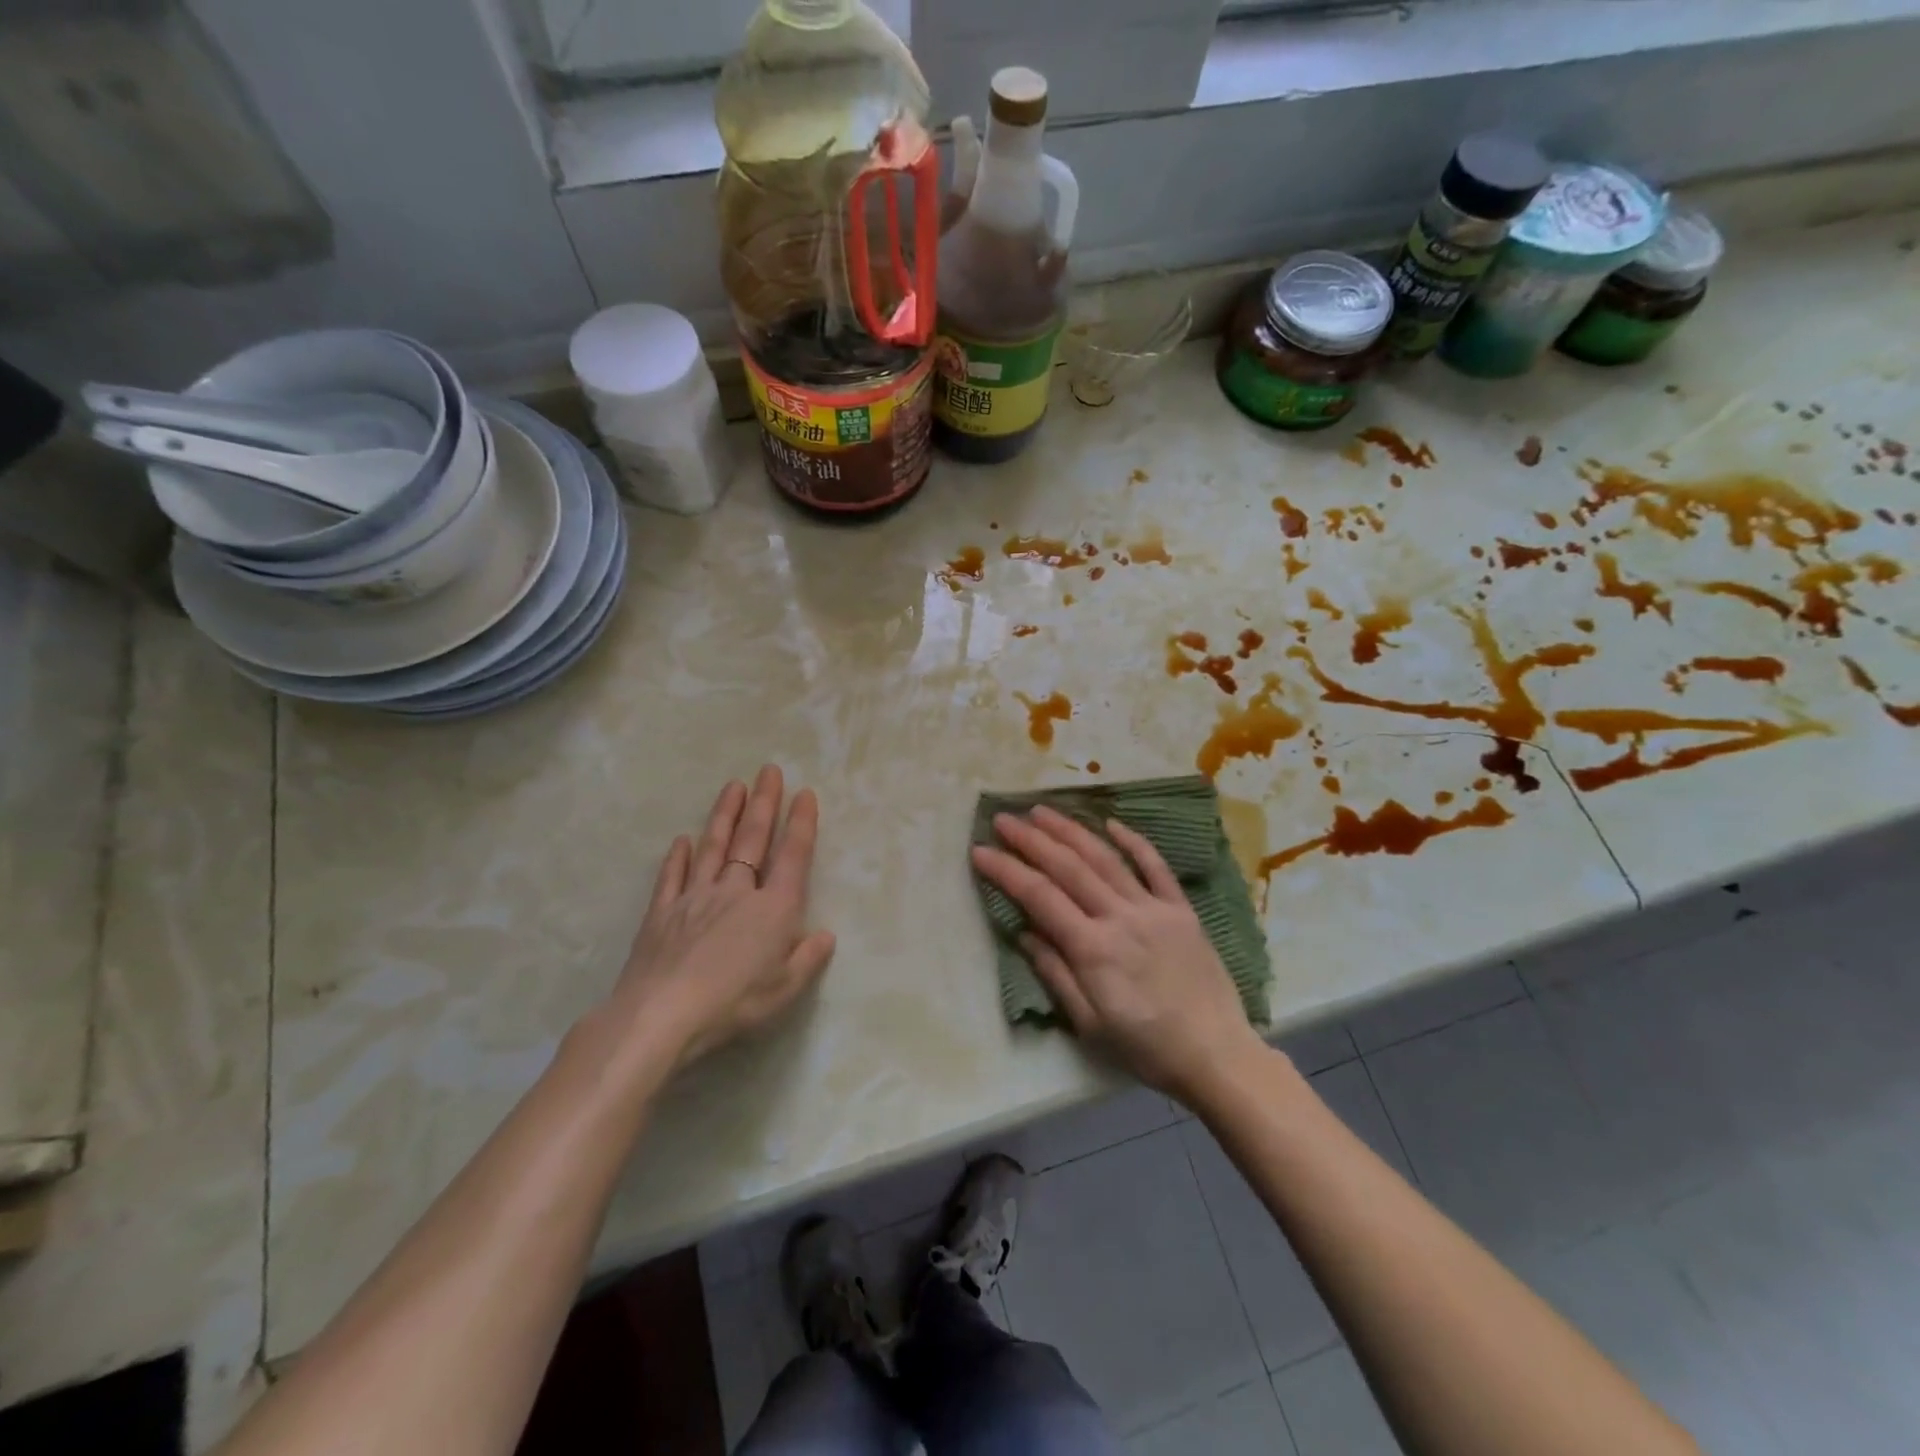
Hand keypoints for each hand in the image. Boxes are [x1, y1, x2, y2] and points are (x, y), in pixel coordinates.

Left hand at [611, 766, 835, 1072]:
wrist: (662, 1014)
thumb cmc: (734, 1002)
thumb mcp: (785, 989)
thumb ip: (808, 958)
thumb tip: (825, 935)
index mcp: (773, 909)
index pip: (792, 856)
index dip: (801, 824)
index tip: (804, 794)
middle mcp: (736, 892)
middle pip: (753, 840)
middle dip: (764, 803)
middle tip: (769, 771)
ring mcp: (695, 898)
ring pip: (714, 847)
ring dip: (725, 815)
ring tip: (733, 785)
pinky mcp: (662, 913)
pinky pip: (672, 877)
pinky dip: (678, 857)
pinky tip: (682, 840)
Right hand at [971, 806, 1263, 1101]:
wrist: (1217, 1055)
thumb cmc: (1147, 1049)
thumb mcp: (1090, 1024)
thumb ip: (1056, 974)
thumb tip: (1024, 933)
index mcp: (1093, 949)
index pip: (1040, 897)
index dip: (1007, 871)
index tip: (981, 851)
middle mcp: (1120, 917)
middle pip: (1068, 868)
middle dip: (1031, 840)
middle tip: (1004, 819)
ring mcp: (1153, 908)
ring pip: (1105, 858)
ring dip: (1071, 831)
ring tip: (1041, 811)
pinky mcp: (1181, 909)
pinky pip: (1155, 867)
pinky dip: (1133, 841)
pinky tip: (1111, 823)